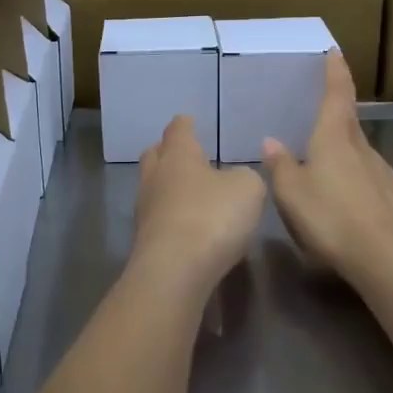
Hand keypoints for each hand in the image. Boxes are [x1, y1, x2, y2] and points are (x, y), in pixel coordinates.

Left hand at [131, 116, 266, 293]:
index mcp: (178, 155)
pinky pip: (158, 217)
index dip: (185, 124)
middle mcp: (156, 177)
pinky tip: (186, 223)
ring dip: (168, 186)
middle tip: (183, 153)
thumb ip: (245, 176)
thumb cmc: (212, 217)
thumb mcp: (248, 189)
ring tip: (188, 191)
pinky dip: (170, 215)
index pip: (178, 130)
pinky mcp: (145, 241)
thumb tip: (235, 179)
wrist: (174, 272)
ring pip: (153, 187)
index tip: (188, 120)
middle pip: (155, 155)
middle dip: (167, 151)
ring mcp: (145, 210)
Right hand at [262, 52, 392, 283]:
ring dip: (354, 170)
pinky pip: (386, 195)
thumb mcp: (292, 195)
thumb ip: (281, 166)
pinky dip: (374, 200)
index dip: (335, 73)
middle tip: (323, 135)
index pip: (336, 96)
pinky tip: (368, 221)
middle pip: (351, 130)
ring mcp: (392, 177)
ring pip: (368, 165)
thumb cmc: (331, 220)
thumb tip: (271, 141)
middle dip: (338, 127)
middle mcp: (366, 151)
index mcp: (335, 141)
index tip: (336, 52)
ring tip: (339, 194)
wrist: (389, 261)